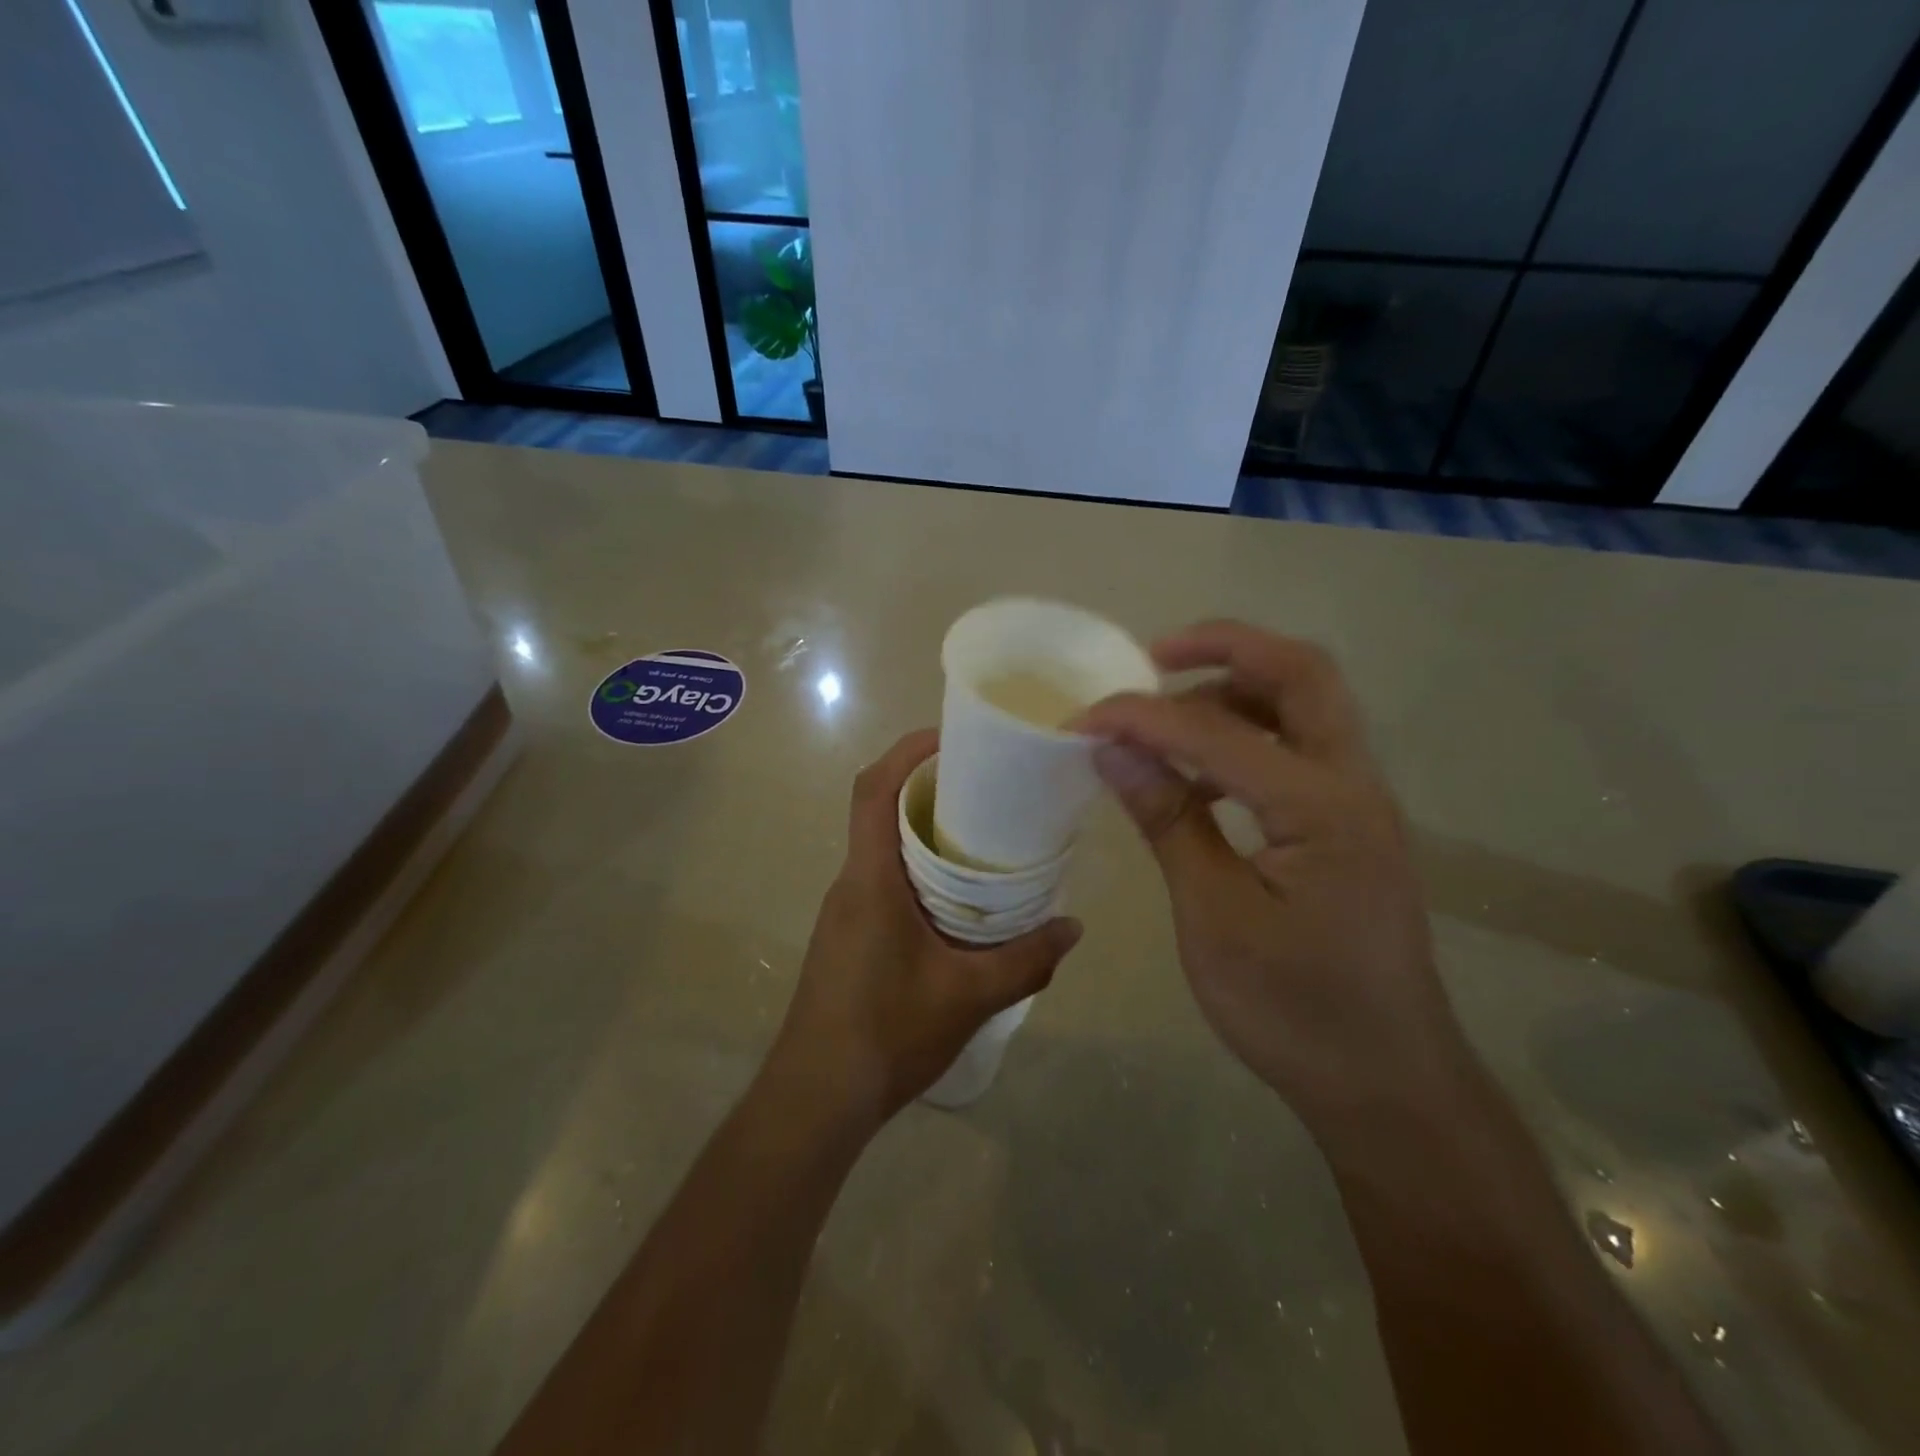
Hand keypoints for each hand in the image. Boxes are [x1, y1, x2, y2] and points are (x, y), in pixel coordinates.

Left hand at [764, 729, 1082, 1127]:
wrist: (818, 1097)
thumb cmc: (886, 1033)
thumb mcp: (969, 996)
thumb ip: (1026, 960)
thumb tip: (1073, 927)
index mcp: (871, 879)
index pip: (874, 789)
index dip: (907, 751)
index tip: (951, 736)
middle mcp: (851, 882)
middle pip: (880, 809)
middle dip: (927, 786)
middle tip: (986, 785)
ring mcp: (846, 909)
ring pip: (883, 847)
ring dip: (924, 830)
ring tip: (982, 836)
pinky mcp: (849, 934)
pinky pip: (883, 879)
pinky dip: (918, 869)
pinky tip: (957, 899)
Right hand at [1081, 622, 1455, 1116]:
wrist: (1387, 1083)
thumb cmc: (1295, 1010)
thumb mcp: (1214, 916)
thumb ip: (1168, 821)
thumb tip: (1112, 750)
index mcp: (1323, 808)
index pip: (1218, 731)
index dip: (1143, 716)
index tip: (1082, 719)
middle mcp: (1354, 785)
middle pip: (1302, 674)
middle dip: (1226, 647)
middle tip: (1153, 656)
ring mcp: (1358, 803)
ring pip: (1305, 705)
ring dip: (1235, 689)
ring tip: (1165, 713)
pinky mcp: (1347, 826)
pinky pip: (1298, 750)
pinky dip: (1246, 737)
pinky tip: (1198, 776)